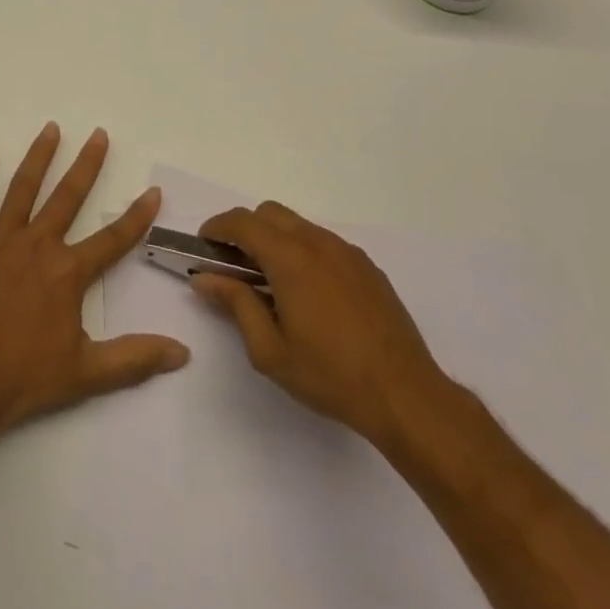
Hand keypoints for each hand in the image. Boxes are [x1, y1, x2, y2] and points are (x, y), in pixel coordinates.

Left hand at [0, 124, 189, 432]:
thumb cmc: (23, 378)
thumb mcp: (86, 374)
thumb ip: (134, 358)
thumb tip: (183, 353)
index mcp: (68, 273)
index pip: (112, 239)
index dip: (136, 216)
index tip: (153, 190)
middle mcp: (38, 245)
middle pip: (68, 196)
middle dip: (87, 164)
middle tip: (98, 134)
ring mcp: (0, 240)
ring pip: (23, 188)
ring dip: (39, 156)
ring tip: (51, 128)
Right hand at [191, 201, 456, 456]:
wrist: (406, 396)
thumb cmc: (331, 375)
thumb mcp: (270, 350)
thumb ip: (235, 305)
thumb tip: (205, 278)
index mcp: (290, 258)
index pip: (242, 223)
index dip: (217, 227)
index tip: (203, 245)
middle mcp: (317, 243)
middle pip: (269, 213)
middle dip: (245, 229)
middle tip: (234, 264)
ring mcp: (346, 252)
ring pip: (298, 225)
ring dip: (275, 239)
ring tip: (270, 281)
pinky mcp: (367, 266)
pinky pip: (323, 243)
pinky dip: (303, 251)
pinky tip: (308, 293)